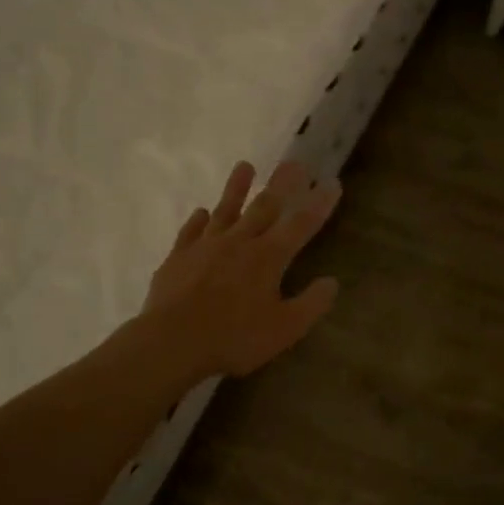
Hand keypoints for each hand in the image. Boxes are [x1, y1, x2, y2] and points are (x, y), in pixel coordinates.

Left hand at [140, 160, 340, 379]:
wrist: (172, 341)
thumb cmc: (234, 337)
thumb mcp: (285, 329)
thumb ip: (311, 304)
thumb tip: (331, 282)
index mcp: (269, 257)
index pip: (301, 224)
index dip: (319, 204)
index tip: (332, 183)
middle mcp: (240, 242)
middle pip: (265, 206)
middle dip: (282, 184)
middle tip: (293, 163)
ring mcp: (206, 246)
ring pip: (226, 210)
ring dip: (237, 188)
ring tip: (245, 166)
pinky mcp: (179, 257)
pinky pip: (191, 231)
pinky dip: (199, 220)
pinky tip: (202, 212)